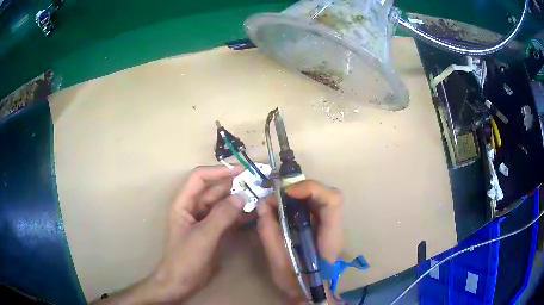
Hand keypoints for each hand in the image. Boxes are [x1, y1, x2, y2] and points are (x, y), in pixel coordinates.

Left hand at [93, 165, 244, 303]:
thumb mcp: (203, 237)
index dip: (219, 171)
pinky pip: (227, 217)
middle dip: (233, 184)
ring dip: (239, 198)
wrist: (181, 283)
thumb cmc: (185, 259)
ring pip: (222, 203)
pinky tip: (254, 212)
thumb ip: (221, 216)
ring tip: (260, 195)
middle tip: (257, 182)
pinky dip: (239, 214)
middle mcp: (194, 207)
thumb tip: (241, 196)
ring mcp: (204, 220)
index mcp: (183, 203)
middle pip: (214, 189)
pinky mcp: (213, 231)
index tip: (241, 170)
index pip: (199, 178)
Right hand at [257, 180, 342, 303]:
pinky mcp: (321, 225)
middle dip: (299, 189)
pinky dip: (296, 202)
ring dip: (296, 194)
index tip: (286, 193)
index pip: (332, 201)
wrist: (310, 291)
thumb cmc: (297, 281)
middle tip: (275, 197)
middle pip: (325, 193)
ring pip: (318, 197)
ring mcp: (329, 225)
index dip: (311, 189)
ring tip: (275, 202)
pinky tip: (282, 209)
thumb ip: (270, 234)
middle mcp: (334, 226)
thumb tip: (262, 205)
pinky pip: (311, 205)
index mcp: (330, 237)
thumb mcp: (278, 262)